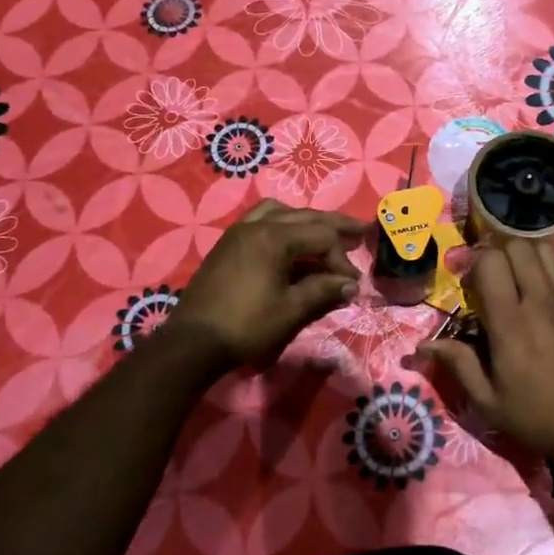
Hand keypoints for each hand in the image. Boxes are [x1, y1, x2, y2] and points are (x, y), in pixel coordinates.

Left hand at [162, 200, 365, 367]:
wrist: (193, 342)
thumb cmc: (246, 325)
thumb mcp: (291, 309)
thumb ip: (323, 290)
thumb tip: (351, 284)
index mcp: (274, 237)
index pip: (321, 236)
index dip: (341, 259)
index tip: (351, 284)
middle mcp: (256, 225)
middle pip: (304, 216)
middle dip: (333, 226)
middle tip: (360, 231)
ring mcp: (238, 232)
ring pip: (279, 212)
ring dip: (304, 220)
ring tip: (321, 233)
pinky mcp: (227, 244)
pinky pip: (260, 220)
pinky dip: (281, 224)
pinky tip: (288, 242)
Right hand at [415, 241, 553, 474]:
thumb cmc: (539, 418)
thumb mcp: (489, 402)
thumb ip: (458, 365)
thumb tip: (424, 345)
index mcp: (510, 322)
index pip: (491, 262)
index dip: (475, 264)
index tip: (468, 284)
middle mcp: (539, 302)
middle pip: (519, 246)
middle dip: (499, 253)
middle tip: (491, 278)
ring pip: (546, 252)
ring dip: (527, 258)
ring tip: (518, 280)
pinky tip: (551, 295)